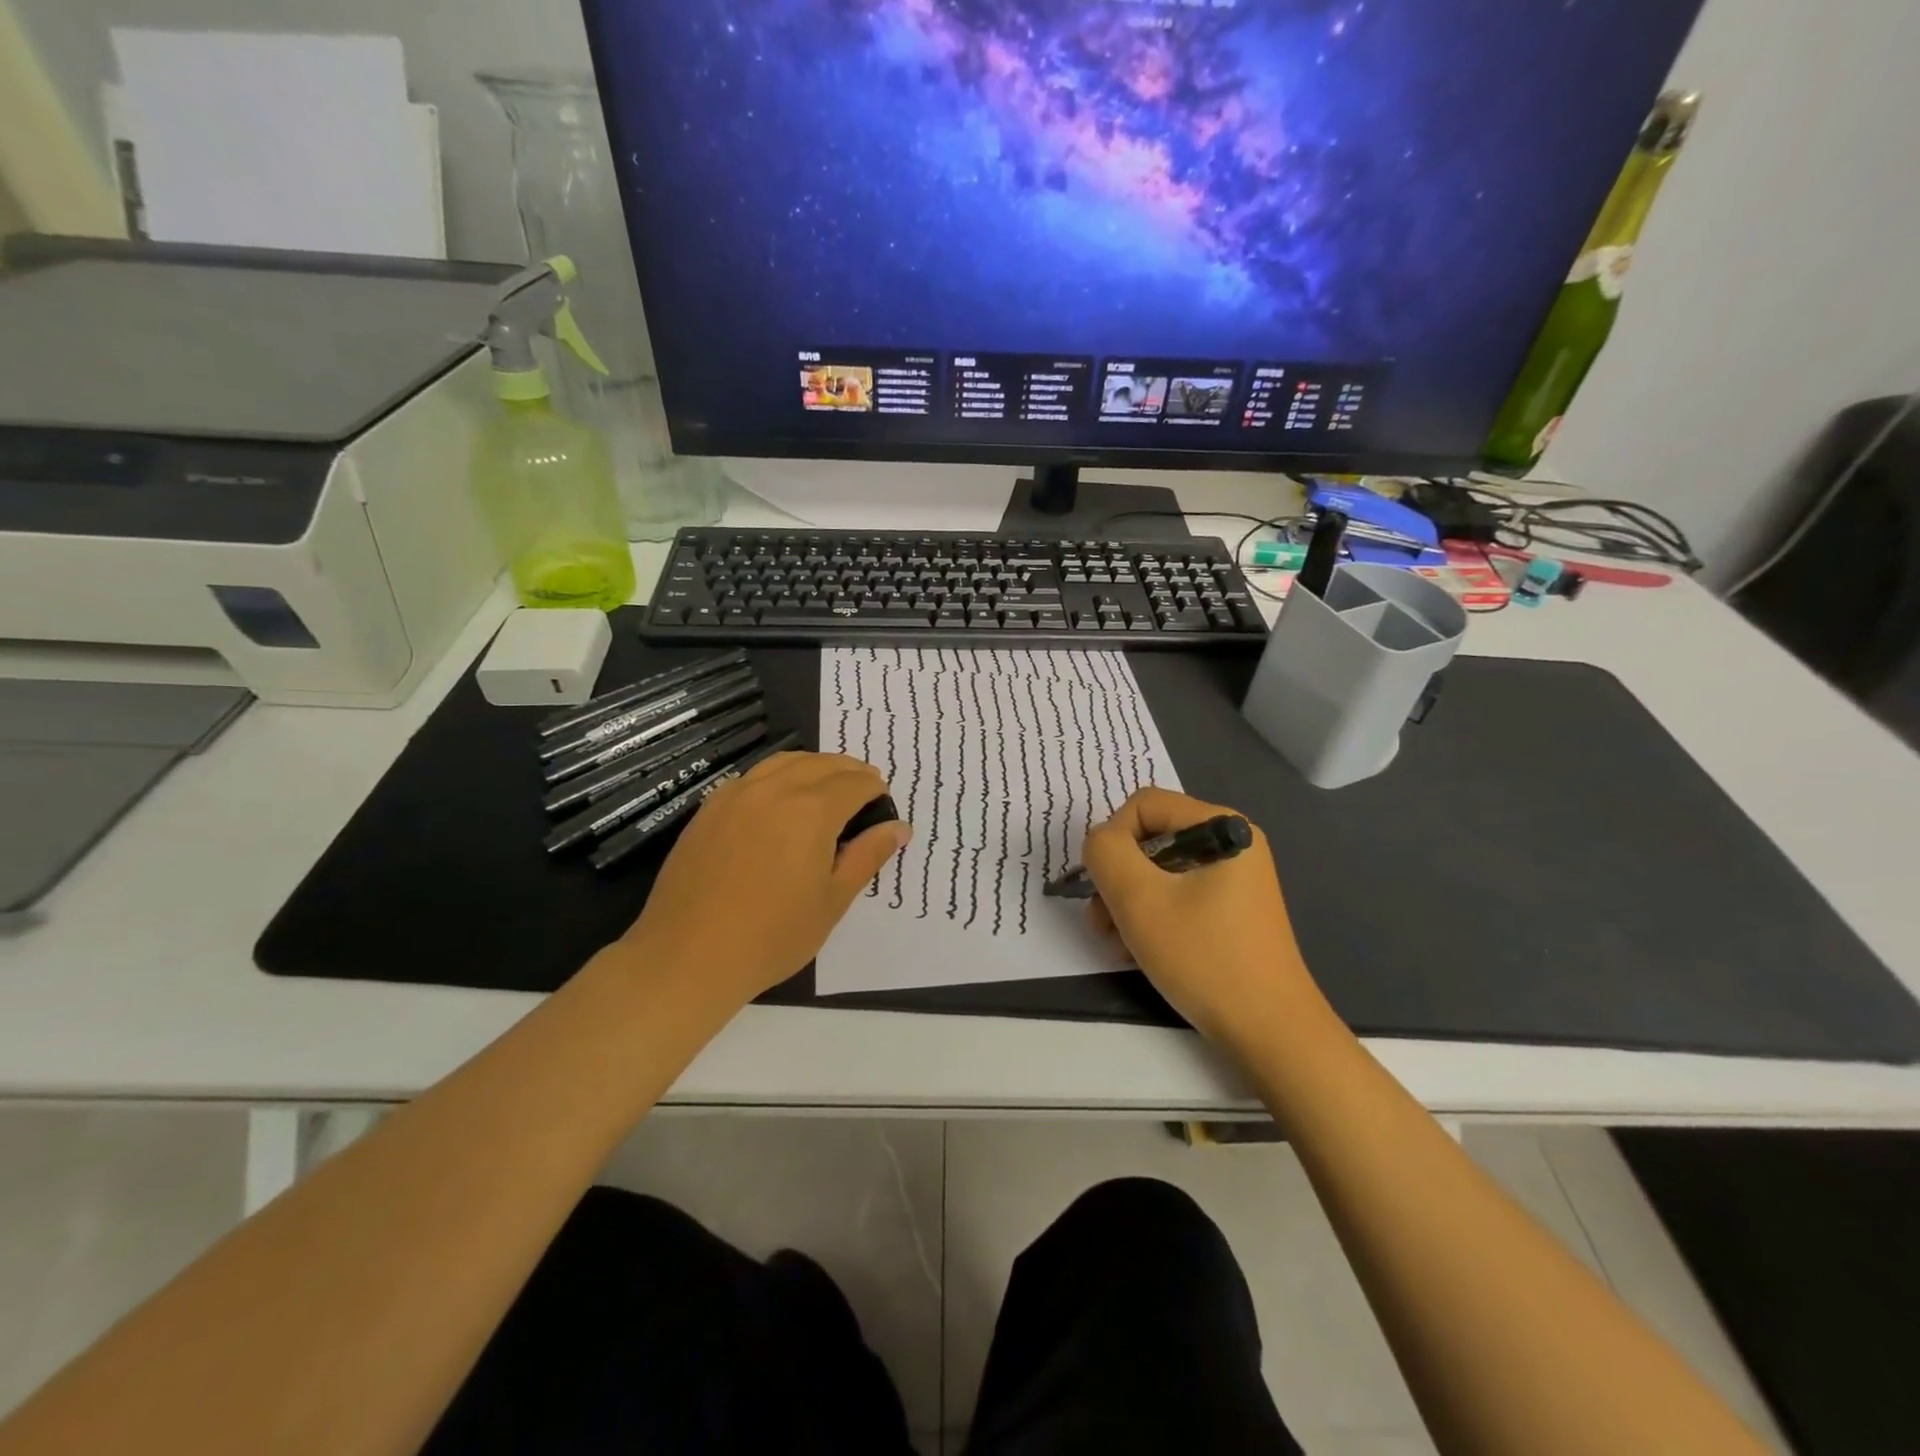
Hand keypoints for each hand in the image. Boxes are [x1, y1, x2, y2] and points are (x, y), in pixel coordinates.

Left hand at [621, 750, 909, 1013]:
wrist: (689, 956)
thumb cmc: (772, 935)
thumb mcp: (832, 900)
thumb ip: (868, 856)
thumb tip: (899, 828)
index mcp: (812, 811)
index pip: (855, 783)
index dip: (875, 789)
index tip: (883, 804)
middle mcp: (774, 790)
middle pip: (822, 763)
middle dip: (850, 771)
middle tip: (863, 791)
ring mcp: (736, 795)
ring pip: (785, 761)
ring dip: (814, 767)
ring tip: (827, 787)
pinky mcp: (710, 809)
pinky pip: (753, 776)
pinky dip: (778, 776)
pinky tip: (780, 800)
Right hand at [1080, 787, 1319, 1044]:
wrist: (1271, 1033)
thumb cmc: (1204, 957)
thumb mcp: (1139, 899)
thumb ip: (1106, 853)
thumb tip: (1100, 842)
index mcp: (1222, 826)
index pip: (1143, 804)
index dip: (1111, 839)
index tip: (1103, 886)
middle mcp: (1232, 842)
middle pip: (1150, 839)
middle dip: (1117, 879)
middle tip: (1102, 923)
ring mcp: (1234, 878)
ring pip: (1158, 871)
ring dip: (1127, 903)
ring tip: (1117, 944)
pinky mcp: (1231, 910)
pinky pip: (1177, 895)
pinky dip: (1152, 917)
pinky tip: (1139, 951)